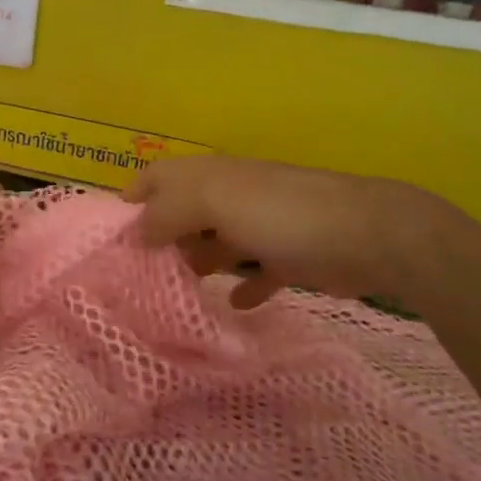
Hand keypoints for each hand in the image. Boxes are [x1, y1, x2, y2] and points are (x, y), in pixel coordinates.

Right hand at [124, 155, 439, 309]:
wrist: (369, 234)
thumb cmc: (282, 214)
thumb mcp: (214, 202)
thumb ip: (167, 213)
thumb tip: (134, 234)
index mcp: (210, 176)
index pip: (158, 176)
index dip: (132, 197)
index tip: (111, 235)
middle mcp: (232, 195)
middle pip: (184, 212)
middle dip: (162, 238)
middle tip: (139, 274)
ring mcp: (262, 225)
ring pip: (216, 242)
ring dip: (198, 262)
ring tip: (176, 293)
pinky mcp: (290, 256)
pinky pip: (256, 272)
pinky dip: (243, 286)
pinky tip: (234, 304)